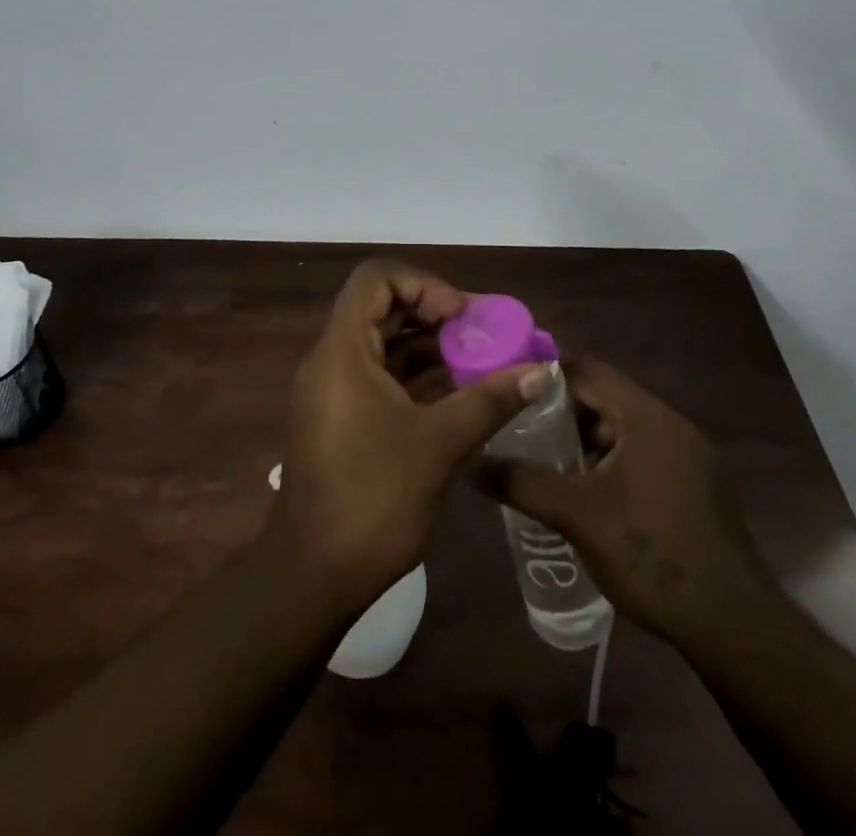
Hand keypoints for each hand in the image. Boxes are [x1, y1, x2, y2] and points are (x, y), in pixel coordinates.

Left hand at [266, 260, 550, 614]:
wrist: (314, 576)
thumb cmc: (373, 499)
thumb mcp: (439, 444)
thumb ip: (490, 400)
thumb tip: (541, 371)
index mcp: (343, 351)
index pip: (375, 279)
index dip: (422, 284)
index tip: (460, 316)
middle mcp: (332, 360)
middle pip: (382, 308)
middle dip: (435, 314)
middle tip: (483, 334)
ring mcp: (334, 390)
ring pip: (384, 344)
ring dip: (430, 346)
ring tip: (481, 361)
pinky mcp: (342, 418)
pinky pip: (382, 376)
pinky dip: (418, 376)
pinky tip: (459, 392)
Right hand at [472, 355, 764, 644]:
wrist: (734, 626)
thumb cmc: (651, 553)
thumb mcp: (576, 515)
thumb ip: (522, 483)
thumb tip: (471, 463)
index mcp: (647, 416)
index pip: (588, 371)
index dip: (546, 378)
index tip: (511, 395)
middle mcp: (673, 426)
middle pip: (607, 400)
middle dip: (563, 416)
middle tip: (524, 436)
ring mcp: (692, 458)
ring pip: (625, 431)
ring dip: (588, 444)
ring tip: (550, 469)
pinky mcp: (698, 490)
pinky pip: (645, 457)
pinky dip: (613, 466)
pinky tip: (590, 499)